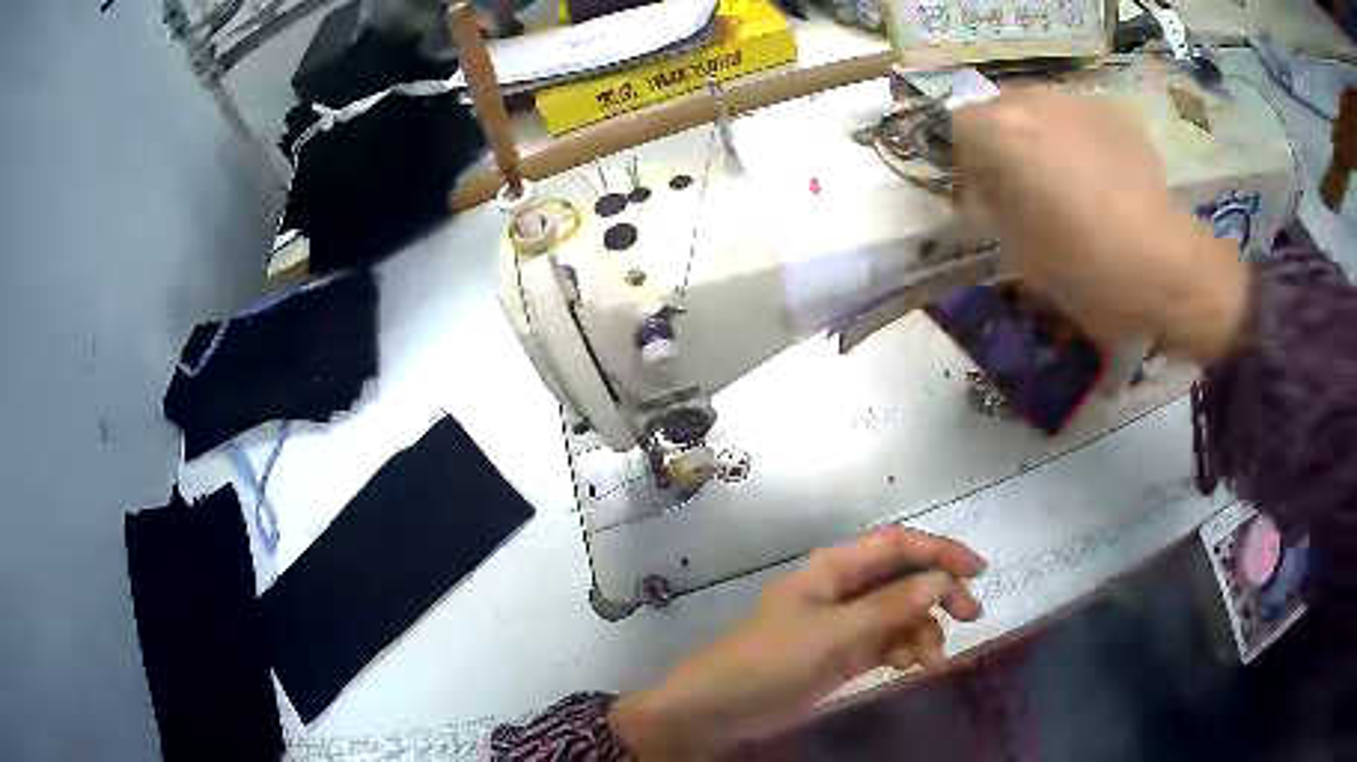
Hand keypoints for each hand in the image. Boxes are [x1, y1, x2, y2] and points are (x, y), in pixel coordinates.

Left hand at [610, 527, 985, 758]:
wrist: (719, 709)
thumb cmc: (770, 662)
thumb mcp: (833, 634)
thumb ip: (888, 608)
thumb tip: (941, 581)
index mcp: (834, 568)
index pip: (897, 545)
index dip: (940, 550)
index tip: (978, 571)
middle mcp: (843, 589)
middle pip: (905, 578)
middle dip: (939, 593)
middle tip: (971, 616)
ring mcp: (844, 624)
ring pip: (901, 614)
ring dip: (923, 632)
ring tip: (930, 662)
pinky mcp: (843, 654)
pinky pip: (888, 642)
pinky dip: (905, 651)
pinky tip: (908, 667)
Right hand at [952, 89, 1250, 361]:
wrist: (1167, 270)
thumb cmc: (1086, 268)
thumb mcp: (1020, 252)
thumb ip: (993, 211)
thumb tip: (987, 194)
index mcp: (1003, 133)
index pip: (959, 128)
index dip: (966, 163)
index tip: (983, 198)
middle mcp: (1037, 103)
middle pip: (1001, 109)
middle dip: (1003, 143)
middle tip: (1023, 189)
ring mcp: (1081, 104)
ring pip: (1044, 110)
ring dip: (1043, 138)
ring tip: (1068, 184)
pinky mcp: (1119, 118)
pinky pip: (1083, 121)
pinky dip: (1082, 141)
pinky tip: (1104, 180)